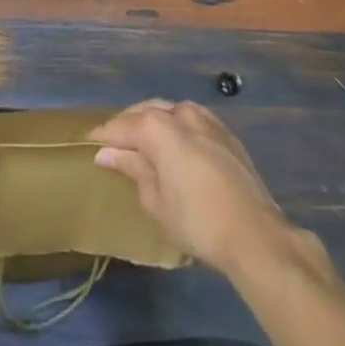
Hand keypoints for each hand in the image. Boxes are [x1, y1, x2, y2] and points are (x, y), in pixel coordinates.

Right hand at [91, 100, 291, 273]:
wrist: (255, 233)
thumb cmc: (196, 221)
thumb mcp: (155, 200)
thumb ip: (132, 169)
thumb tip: (107, 154)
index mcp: (157, 126)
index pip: (121, 125)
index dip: (103, 136)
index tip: (89, 144)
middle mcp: (180, 112)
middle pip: (146, 112)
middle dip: (129, 126)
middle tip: (115, 146)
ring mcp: (206, 119)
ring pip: (170, 112)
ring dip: (154, 123)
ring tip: (144, 145)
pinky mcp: (225, 132)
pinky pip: (191, 121)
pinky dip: (177, 128)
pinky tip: (175, 146)